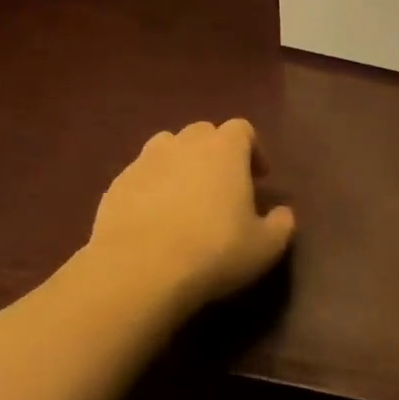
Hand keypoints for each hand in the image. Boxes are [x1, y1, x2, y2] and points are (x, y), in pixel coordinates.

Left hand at [86, 119, 295, 314]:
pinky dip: (152, 188)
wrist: (140, 270)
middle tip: (223, 187)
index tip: (259, 178)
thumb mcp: (265, 247)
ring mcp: (144, 162)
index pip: (242, 130)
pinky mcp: (115, 185)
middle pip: (203, 133)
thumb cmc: (215, 251)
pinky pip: (140, 177)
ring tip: (186, 198)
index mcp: (224, 150)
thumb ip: (281, 224)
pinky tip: (156, 219)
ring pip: (166, 149)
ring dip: (180, 165)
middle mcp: (183, 144)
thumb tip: (283, 213)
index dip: (253, 150)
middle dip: (215, 153)